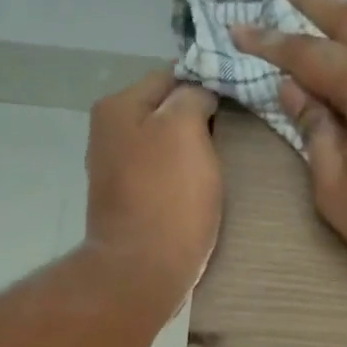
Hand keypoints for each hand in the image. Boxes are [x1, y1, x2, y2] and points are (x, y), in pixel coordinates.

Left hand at [81, 68, 220, 310]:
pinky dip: (180, 179)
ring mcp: (115, 171)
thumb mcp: (185, 129)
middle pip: (163, 112)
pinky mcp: (127, 204)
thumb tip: (198, 92)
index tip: (238, 100)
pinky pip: (160, 177)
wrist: (143, 270)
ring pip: (163, 146)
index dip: (206, 84)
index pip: (169, 76)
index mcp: (118, 106)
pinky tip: (198, 192)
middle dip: (197, 119)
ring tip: (220, 165)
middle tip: (233, 133)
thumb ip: (192, 97)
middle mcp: (108, 132)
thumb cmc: (168, 196)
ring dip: (190, 152)